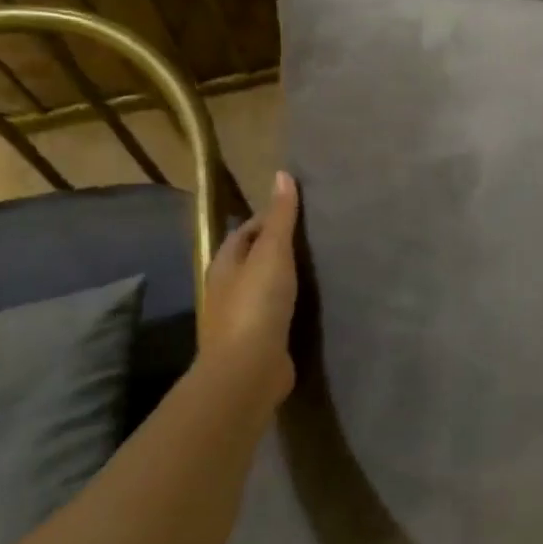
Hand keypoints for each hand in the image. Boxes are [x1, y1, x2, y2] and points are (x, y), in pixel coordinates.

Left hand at [200, 171, 300, 407]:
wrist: (248, 368)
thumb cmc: (256, 304)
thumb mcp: (272, 253)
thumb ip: (280, 218)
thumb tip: (281, 174)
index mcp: (225, 264)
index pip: (246, 232)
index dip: (269, 219)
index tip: (299, 212)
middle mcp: (227, 288)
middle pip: (253, 259)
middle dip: (277, 248)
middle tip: (314, 238)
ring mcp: (241, 318)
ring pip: (264, 287)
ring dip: (284, 278)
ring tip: (317, 267)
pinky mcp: (257, 341)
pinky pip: (275, 313)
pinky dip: (290, 304)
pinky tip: (310, 303)